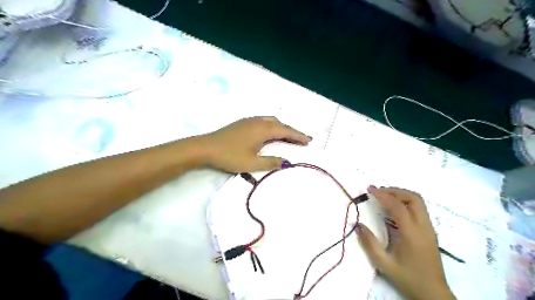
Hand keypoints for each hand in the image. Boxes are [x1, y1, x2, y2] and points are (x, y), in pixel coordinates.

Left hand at [200, 117, 311, 172]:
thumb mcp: (251, 163)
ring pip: (271, 121)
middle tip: (302, 140)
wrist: (205, 147)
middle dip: (292, 132)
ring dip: (282, 128)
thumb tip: (287, 162)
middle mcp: (258, 122)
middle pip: (280, 124)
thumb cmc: (229, 156)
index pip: (285, 131)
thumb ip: (271, 162)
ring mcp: (249, 121)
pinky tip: (269, 133)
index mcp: (262, 130)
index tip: (309, 140)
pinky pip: (263, 122)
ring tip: (288, 137)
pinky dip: (272, 127)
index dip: (298, 135)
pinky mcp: (242, 123)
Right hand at [356, 185, 452, 299]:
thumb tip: (357, 224)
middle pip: (414, 198)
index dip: (383, 195)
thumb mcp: (384, 263)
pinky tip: (394, 208)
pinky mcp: (430, 231)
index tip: (370, 189)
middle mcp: (424, 227)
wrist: (433, 293)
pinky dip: (405, 202)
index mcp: (412, 235)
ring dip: (401, 195)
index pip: (398, 207)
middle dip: (395, 191)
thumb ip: (369, 243)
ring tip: (384, 197)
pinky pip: (419, 209)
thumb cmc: (407, 278)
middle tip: (378, 192)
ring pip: (418, 202)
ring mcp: (429, 228)